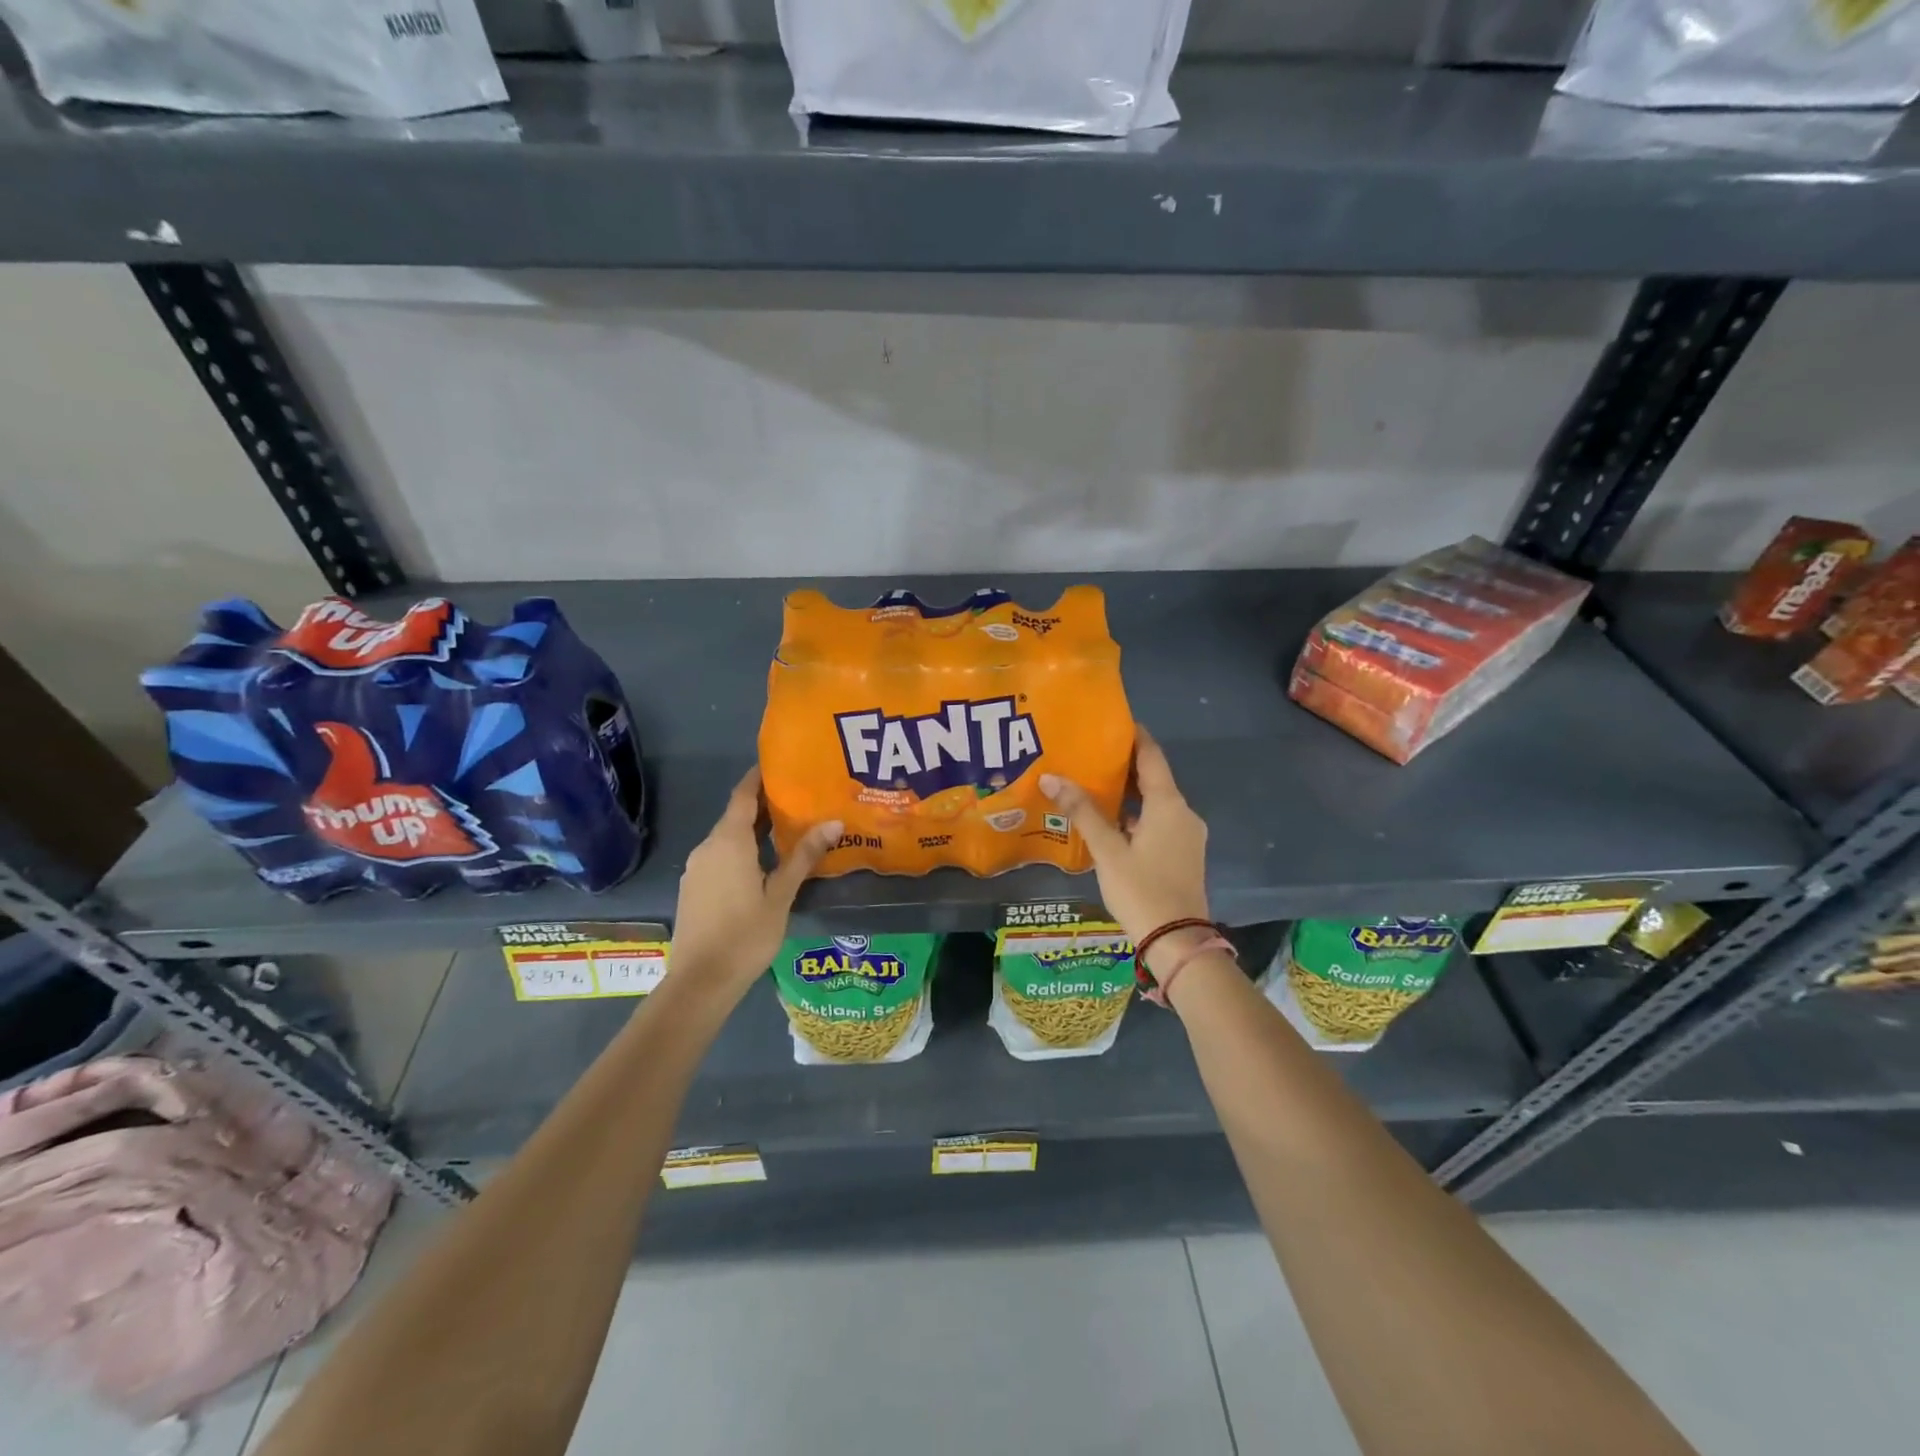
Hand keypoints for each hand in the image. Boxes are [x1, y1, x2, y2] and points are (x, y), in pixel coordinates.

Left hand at [669, 768, 841, 1000]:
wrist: (700, 982)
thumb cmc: (745, 935)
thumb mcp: (782, 894)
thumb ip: (805, 856)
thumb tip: (834, 822)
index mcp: (728, 842)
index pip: (743, 795)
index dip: (759, 777)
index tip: (781, 765)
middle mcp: (708, 847)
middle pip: (736, 815)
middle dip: (764, 805)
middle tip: (799, 798)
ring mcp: (697, 868)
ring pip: (728, 838)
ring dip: (754, 830)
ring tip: (788, 829)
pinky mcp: (694, 888)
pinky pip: (720, 856)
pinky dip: (742, 850)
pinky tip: (764, 863)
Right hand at [1040, 728, 1210, 972]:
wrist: (1177, 943)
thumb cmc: (1141, 890)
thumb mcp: (1107, 850)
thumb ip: (1082, 812)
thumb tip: (1052, 777)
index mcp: (1169, 805)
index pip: (1152, 756)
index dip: (1134, 736)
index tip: (1111, 721)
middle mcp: (1183, 814)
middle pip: (1153, 778)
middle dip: (1123, 765)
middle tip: (1089, 753)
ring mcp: (1186, 836)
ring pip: (1155, 803)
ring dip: (1128, 793)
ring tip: (1092, 783)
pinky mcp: (1182, 855)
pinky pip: (1157, 822)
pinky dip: (1135, 815)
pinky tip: (1109, 821)